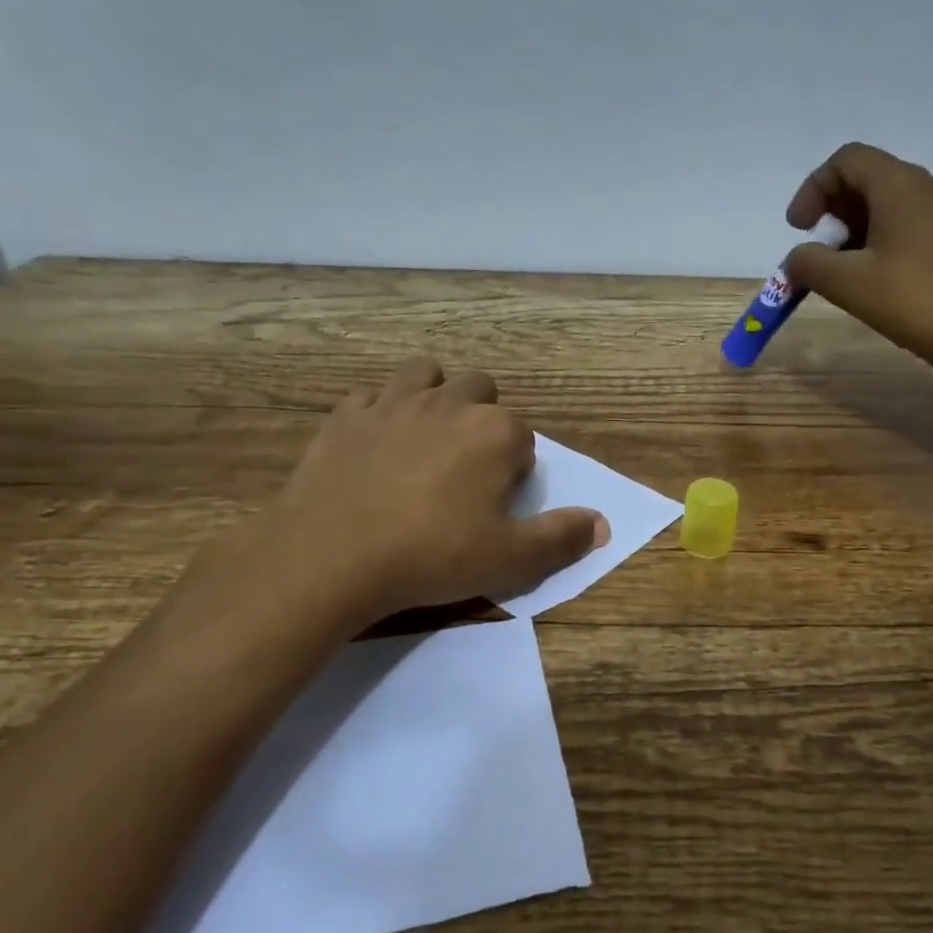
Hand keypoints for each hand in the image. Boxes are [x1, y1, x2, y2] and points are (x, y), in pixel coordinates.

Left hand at [179, 358, 606, 644]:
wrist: (331, 555)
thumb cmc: (431, 555)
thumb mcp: (509, 559)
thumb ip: (560, 538)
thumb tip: (602, 524)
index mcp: (494, 432)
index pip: (522, 437)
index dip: (514, 469)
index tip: (496, 503)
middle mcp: (449, 403)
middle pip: (480, 390)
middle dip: (481, 419)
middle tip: (465, 468)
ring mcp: (393, 402)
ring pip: (426, 373)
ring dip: (434, 394)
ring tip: (426, 437)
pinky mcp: (346, 414)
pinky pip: (371, 395)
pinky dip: (380, 411)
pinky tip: (374, 444)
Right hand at [783, 142, 932, 388]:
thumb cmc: (916, 302)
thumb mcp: (848, 284)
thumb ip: (809, 264)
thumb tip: (798, 258)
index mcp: (901, 185)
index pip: (847, 160)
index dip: (813, 189)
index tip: (798, 230)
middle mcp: (929, 187)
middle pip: (868, 179)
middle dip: (832, 212)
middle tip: (816, 255)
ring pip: (888, 205)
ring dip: (854, 232)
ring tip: (841, 275)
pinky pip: (909, 226)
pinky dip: (880, 244)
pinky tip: (874, 283)